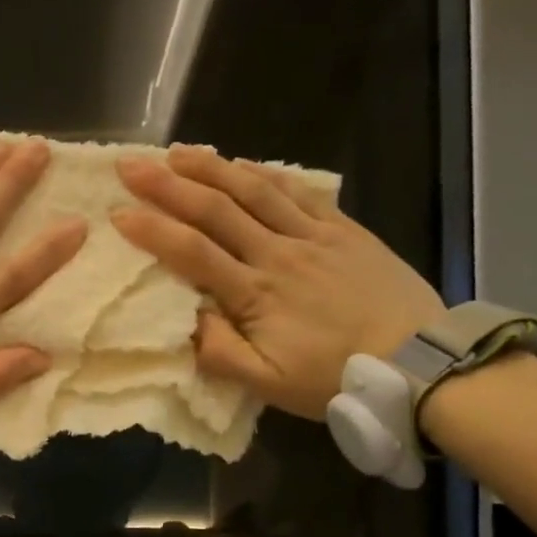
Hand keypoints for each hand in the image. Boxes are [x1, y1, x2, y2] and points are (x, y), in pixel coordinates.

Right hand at [112, 146, 446, 420]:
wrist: (419, 364)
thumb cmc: (334, 378)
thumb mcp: (268, 384)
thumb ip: (219, 353)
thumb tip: (183, 321)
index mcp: (255, 295)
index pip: (192, 253)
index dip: (153, 230)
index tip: (118, 212)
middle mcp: (277, 255)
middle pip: (216, 211)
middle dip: (168, 185)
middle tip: (131, 166)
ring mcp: (313, 237)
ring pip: (254, 191)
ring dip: (212, 168)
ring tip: (176, 152)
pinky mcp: (343, 230)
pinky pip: (299, 193)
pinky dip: (266, 175)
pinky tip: (243, 164)